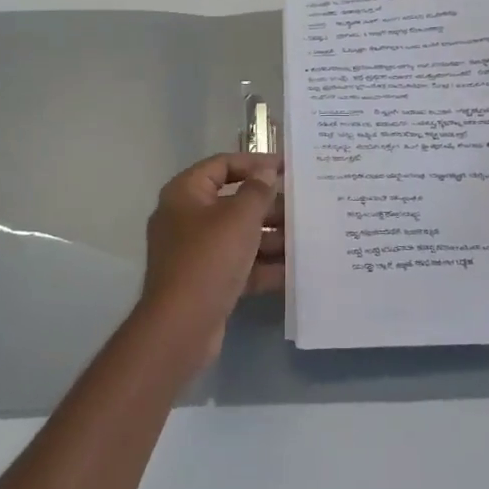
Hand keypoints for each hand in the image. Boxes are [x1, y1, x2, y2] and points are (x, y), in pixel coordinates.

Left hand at [138, 153, 284, 364]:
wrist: (182, 326)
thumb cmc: (209, 258)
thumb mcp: (239, 218)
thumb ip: (257, 191)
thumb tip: (266, 171)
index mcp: (185, 194)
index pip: (222, 165)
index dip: (255, 162)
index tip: (287, 167)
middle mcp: (186, 219)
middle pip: (233, 202)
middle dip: (268, 206)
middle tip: (303, 207)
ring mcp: (195, 252)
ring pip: (239, 236)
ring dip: (271, 238)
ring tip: (307, 239)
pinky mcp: (206, 281)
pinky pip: (239, 266)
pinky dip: (263, 267)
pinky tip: (295, 271)